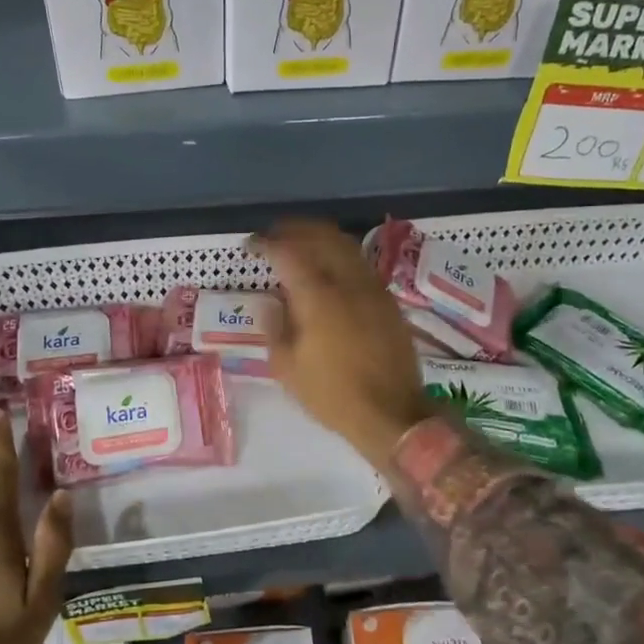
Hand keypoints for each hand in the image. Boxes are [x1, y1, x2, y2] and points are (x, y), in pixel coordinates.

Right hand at [256, 220, 433, 469]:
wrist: (392, 414)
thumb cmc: (332, 394)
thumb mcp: (287, 367)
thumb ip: (275, 327)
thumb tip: (271, 302)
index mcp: (318, 296)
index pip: (288, 253)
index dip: (267, 243)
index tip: (251, 244)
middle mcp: (348, 281)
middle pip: (322, 236)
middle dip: (295, 229)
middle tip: (275, 234)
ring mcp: (372, 288)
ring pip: (346, 245)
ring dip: (320, 237)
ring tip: (301, 244)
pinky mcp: (387, 300)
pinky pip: (360, 263)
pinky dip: (339, 254)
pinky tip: (329, 268)